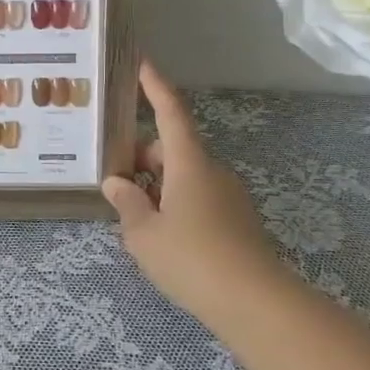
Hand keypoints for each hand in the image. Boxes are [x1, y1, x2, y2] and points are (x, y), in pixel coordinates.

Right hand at [101, 59, 284, 323]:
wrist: (257, 305)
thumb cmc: (192, 259)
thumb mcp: (143, 234)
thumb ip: (127, 203)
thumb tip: (117, 183)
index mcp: (189, 164)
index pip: (170, 113)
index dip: (155, 87)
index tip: (142, 64)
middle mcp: (212, 172)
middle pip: (173, 149)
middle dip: (142, 155)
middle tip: (111, 173)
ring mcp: (229, 198)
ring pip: (184, 177)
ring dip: (157, 183)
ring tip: (130, 210)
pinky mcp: (238, 224)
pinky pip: (198, 199)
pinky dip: (174, 203)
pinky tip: (159, 233)